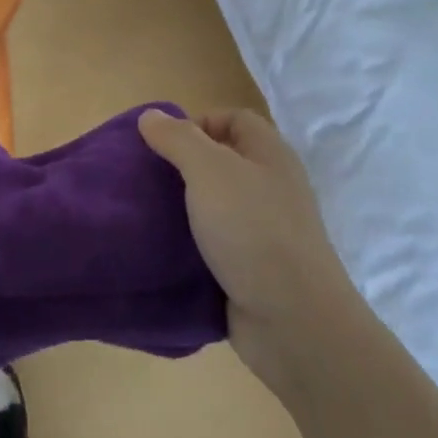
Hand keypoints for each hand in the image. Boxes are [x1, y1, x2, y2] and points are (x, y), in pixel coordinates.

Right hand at [139, 108, 350, 392]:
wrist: (293, 321)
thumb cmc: (253, 230)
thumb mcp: (209, 171)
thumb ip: (178, 139)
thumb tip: (151, 116)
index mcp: (269, 155)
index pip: (234, 119)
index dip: (198, 122)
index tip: (161, 145)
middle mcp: (270, 187)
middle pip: (221, 162)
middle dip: (181, 166)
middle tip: (144, 179)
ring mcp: (264, 231)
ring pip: (214, 206)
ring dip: (181, 208)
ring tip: (144, 213)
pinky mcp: (251, 269)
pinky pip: (213, 245)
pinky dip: (189, 245)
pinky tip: (161, 249)